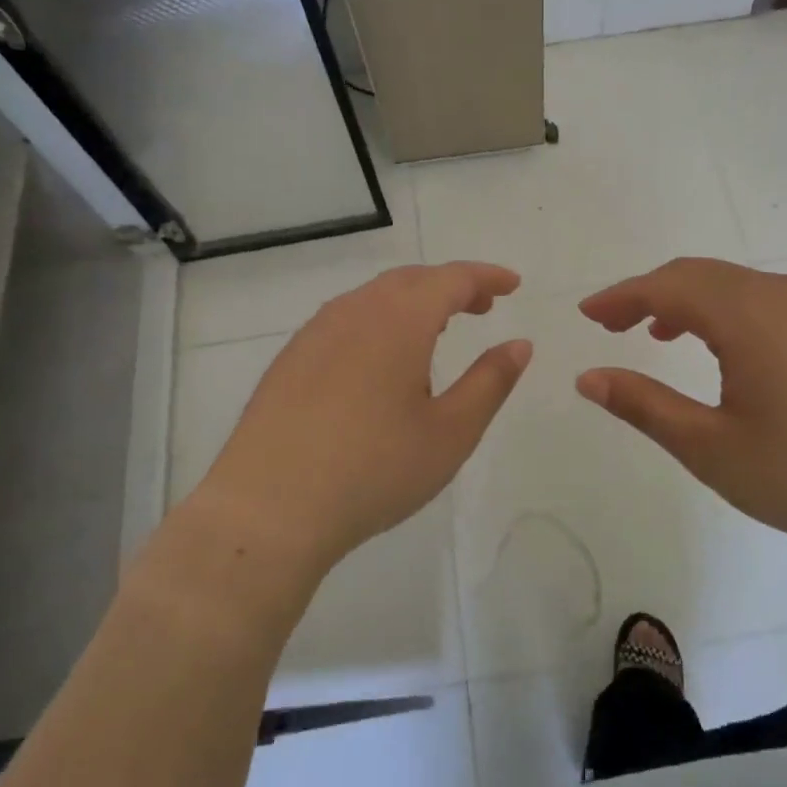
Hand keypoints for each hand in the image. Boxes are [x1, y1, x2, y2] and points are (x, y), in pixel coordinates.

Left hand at [188, 263, 531, 581]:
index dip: (486, 276)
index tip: (513, 285)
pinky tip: (381, 362)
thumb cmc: (373, 471)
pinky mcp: (290, 359)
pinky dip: (379, 322)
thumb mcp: (450, 433)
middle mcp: (354, 312)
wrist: (267, 510)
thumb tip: (519, 344)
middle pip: (411, 280)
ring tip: (437, 331)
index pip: (451, 278)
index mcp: (398, 320)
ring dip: (413, 303)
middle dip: (451, 286)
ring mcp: (314, 333)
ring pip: (374, 298)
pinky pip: (345, 321)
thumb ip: (490, 382)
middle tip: (482, 307)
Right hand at [575, 257, 786, 564]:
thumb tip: (587, 377)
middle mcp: (780, 296)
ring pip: (734, 286)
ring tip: (659, 333)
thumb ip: (645, 406)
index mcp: (745, 315)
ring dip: (688, 300)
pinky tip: (725, 352)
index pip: (666, 285)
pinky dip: (725, 312)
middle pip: (699, 274)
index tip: (587, 315)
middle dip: (648, 293)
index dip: (620, 296)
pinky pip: (765, 302)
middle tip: (612, 324)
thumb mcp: (713, 449)